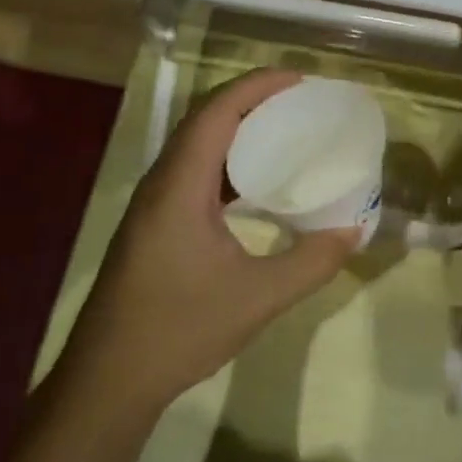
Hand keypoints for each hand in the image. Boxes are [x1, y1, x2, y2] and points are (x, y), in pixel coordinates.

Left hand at [61, 69, 359, 412]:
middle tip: (297, 101)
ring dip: (236, 130)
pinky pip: (193, 174)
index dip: (256, 87)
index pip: (216, 114)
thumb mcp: (258, 298)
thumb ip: (311, 263)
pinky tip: (253, 185)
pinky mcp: (153, 226)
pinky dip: (226, 163)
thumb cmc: (179, 331)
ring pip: (195, 147)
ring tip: (281, 131)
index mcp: (179, 188)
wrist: (108, 382)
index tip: (298, 79)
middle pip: (203, 121)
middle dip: (249, 101)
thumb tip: (353, 232)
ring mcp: (153, 206)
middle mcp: (161, 185)